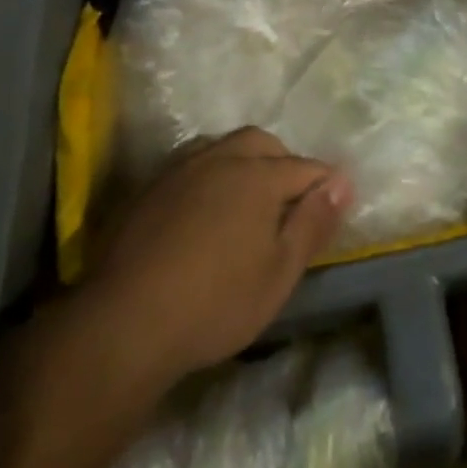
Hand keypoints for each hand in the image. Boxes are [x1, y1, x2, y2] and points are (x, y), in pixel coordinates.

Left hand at [79, 127, 350, 381]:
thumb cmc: (215, 303)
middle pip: (262, 143)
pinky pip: (191, 162)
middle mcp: (221, 158)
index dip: (325, 185)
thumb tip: (343, 182)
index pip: (305, 168)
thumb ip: (313, 223)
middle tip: (289, 201)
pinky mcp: (149, 187)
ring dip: (244, 160)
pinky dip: (210, 173)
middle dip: (283, 162)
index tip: (333, 206)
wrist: (123, 324)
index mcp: (258, 175)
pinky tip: (204, 205)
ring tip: (247, 197)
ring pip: (223, 146)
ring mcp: (180, 169)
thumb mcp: (279, 273)